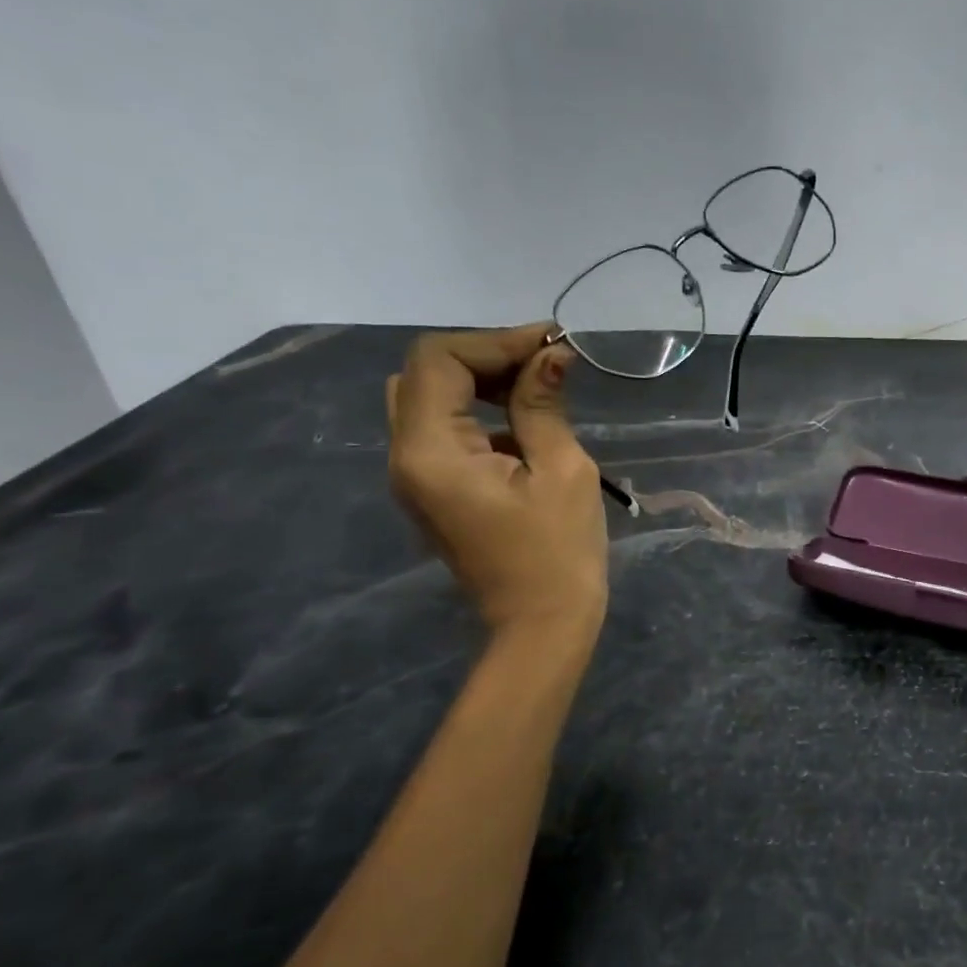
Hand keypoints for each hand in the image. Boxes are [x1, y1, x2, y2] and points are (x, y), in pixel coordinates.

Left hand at [386, 326, 606, 633]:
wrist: (541, 625)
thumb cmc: (559, 552)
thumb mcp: (561, 470)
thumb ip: (543, 405)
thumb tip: (551, 354)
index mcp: (430, 452)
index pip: (438, 360)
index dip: (495, 341)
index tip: (552, 346)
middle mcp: (405, 458)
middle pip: (424, 374)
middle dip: (484, 356)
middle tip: (543, 365)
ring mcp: (414, 477)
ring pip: (427, 399)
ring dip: (478, 382)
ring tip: (537, 387)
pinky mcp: (432, 490)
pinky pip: (441, 430)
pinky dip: (476, 411)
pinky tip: (523, 423)